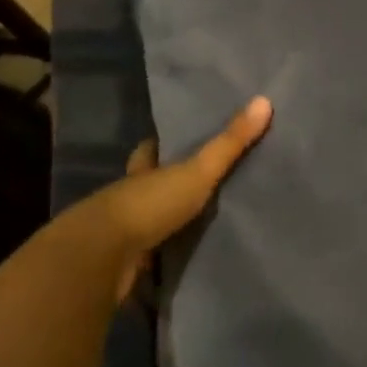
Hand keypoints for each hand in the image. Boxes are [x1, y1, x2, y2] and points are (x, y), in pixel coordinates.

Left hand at [46, 97, 272, 300]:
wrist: (102, 259)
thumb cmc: (148, 204)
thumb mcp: (197, 171)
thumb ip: (229, 143)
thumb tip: (264, 100)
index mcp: (142, 171)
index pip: (150, 150)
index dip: (161, 145)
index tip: (181, 139)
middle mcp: (129, 198)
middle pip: (150, 186)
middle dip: (168, 185)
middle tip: (201, 184)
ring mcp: (124, 234)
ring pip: (149, 223)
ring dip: (167, 225)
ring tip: (202, 226)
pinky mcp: (126, 266)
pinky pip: (150, 260)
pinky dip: (164, 261)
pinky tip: (185, 264)